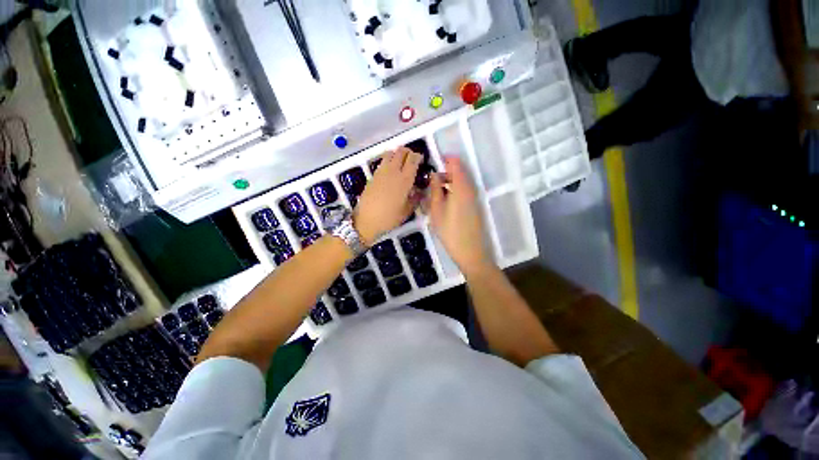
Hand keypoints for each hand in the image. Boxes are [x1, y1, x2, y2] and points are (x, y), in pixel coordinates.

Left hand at [355, 147, 422, 245]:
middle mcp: (393, 171)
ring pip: (390, 153)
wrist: (366, 220)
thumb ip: (415, 199)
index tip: (421, 160)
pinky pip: (383, 161)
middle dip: (408, 152)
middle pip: (401, 151)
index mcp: (404, 180)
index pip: (413, 160)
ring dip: (397, 154)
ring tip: (401, 163)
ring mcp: (381, 172)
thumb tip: (420, 191)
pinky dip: (389, 160)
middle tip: (412, 160)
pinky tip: (391, 171)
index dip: (418, 157)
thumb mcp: (407, 211)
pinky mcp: (373, 175)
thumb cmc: (389, 218)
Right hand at [427, 157, 491, 275]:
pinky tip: (445, 201)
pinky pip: (464, 191)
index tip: (434, 161)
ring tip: (435, 191)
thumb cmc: (450, 231)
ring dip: (449, 182)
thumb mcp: (437, 210)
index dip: (445, 159)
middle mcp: (470, 189)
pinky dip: (454, 190)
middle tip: (431, 180)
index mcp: (461, 187)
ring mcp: (474, 198)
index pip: (456, 163)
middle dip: (445, 172)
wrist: (470, 251)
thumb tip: (434, 175)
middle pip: (459, 172)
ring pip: (462, 182)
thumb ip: (435, 190)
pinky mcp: (475, 206)